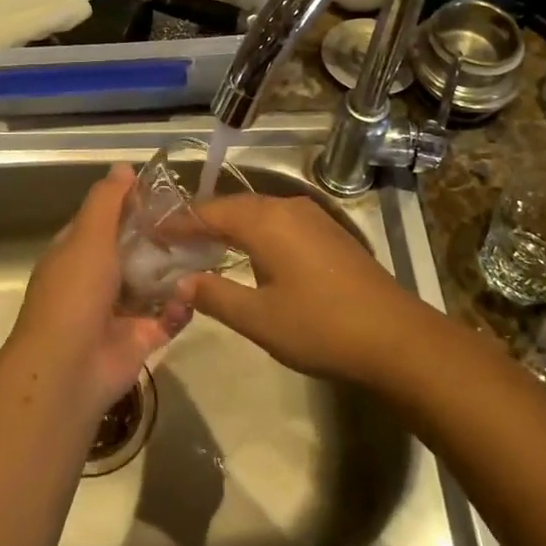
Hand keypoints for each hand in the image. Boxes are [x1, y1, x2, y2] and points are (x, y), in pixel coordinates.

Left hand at [11, 164, 189, 412]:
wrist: (69, 368)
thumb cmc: (75, 292)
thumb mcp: (88, 236)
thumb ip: (107, 201)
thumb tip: (123, 165)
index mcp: (77, 252)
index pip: (105, 219)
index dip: (130, 203)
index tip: (166, 190)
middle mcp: (96, 279)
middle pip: (134, 249)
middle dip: (161, 236)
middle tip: (197, 219)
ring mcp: (119, 311)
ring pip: (154, 283)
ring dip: (176, 270)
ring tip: (207, 249)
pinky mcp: (141, 338)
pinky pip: (168, 316)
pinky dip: (181, 307)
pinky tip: (192, 293)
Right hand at [175, 194, 424, 384]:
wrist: (396, 337)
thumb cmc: (321, 327)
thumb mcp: (259, 319)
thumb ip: (215, 296)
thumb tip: (179, 283)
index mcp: (266, 221)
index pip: (209, 212)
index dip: (177, 223)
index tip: (149, 234)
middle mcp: (287, 208)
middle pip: (232, 207)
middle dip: (200, 221)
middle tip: (170, 241)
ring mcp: (312, 217)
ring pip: (257, 212)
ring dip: (228, 226)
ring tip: (201, 247)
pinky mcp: (328, 232)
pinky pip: (278, 221)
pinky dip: (253, 232)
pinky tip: (247, 254)